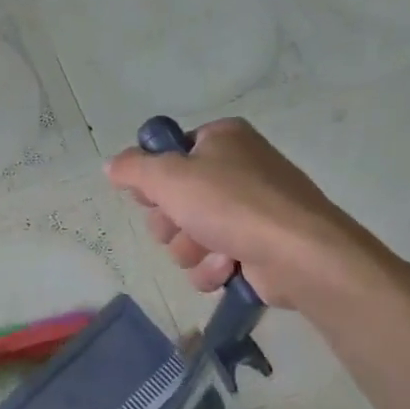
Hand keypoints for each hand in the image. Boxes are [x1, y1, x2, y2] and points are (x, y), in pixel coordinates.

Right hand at [105, 117, 385, 309]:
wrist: (298, 254)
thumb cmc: (232, 204)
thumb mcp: (170, 177)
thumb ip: (134, 169)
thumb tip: (111, 165)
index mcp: (222, 139)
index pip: (168, 155)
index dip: (154, 180)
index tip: (153, 195)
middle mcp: (236, 169)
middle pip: (173, 201)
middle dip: (173, 223)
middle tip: (185, 225)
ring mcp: (248, 211)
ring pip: (188, 236)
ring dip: (192, 250)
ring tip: (214, 250)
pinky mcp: (254, 248)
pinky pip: (211, 261)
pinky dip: (213, 268)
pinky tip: (228, 267)